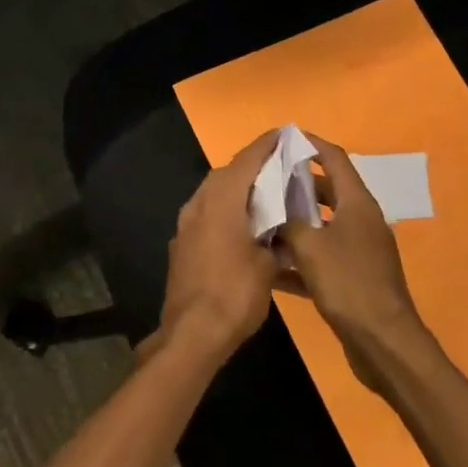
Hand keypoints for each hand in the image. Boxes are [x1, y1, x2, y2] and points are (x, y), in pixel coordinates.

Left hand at [152, 129, 282, 365]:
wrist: (192, 333)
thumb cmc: (235, 293)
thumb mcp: (268, 266)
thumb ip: (276, 240)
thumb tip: (281, 234)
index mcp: (222, 199)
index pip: (248, 159)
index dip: (267, 145)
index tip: (284, 133)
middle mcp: (200, 203)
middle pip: (229, 174)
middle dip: (254, 169)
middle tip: (281, 169)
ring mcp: (187, 224)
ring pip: (217, 196)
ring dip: (240, 193)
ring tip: (268, 200)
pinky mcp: (183, 245)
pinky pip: (209, 218)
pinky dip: (228, 216)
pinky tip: (246, 232)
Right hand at [274, 132, 435, 392]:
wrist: (384, 344)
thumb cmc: (348, 285)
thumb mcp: (310, 247)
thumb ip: (288, 219)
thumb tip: (272, 202)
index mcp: (357, 204)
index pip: (334, 159)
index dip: (310, 144)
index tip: (284, 138)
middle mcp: (360, 221)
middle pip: (326, 191)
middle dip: (295, 185)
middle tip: (263, 182)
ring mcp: (358, 251)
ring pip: (321, 226)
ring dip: (294, 223)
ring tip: (260, 219)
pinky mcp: (353, 278)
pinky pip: (321, 257)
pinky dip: (299, 258)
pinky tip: (269, 268)